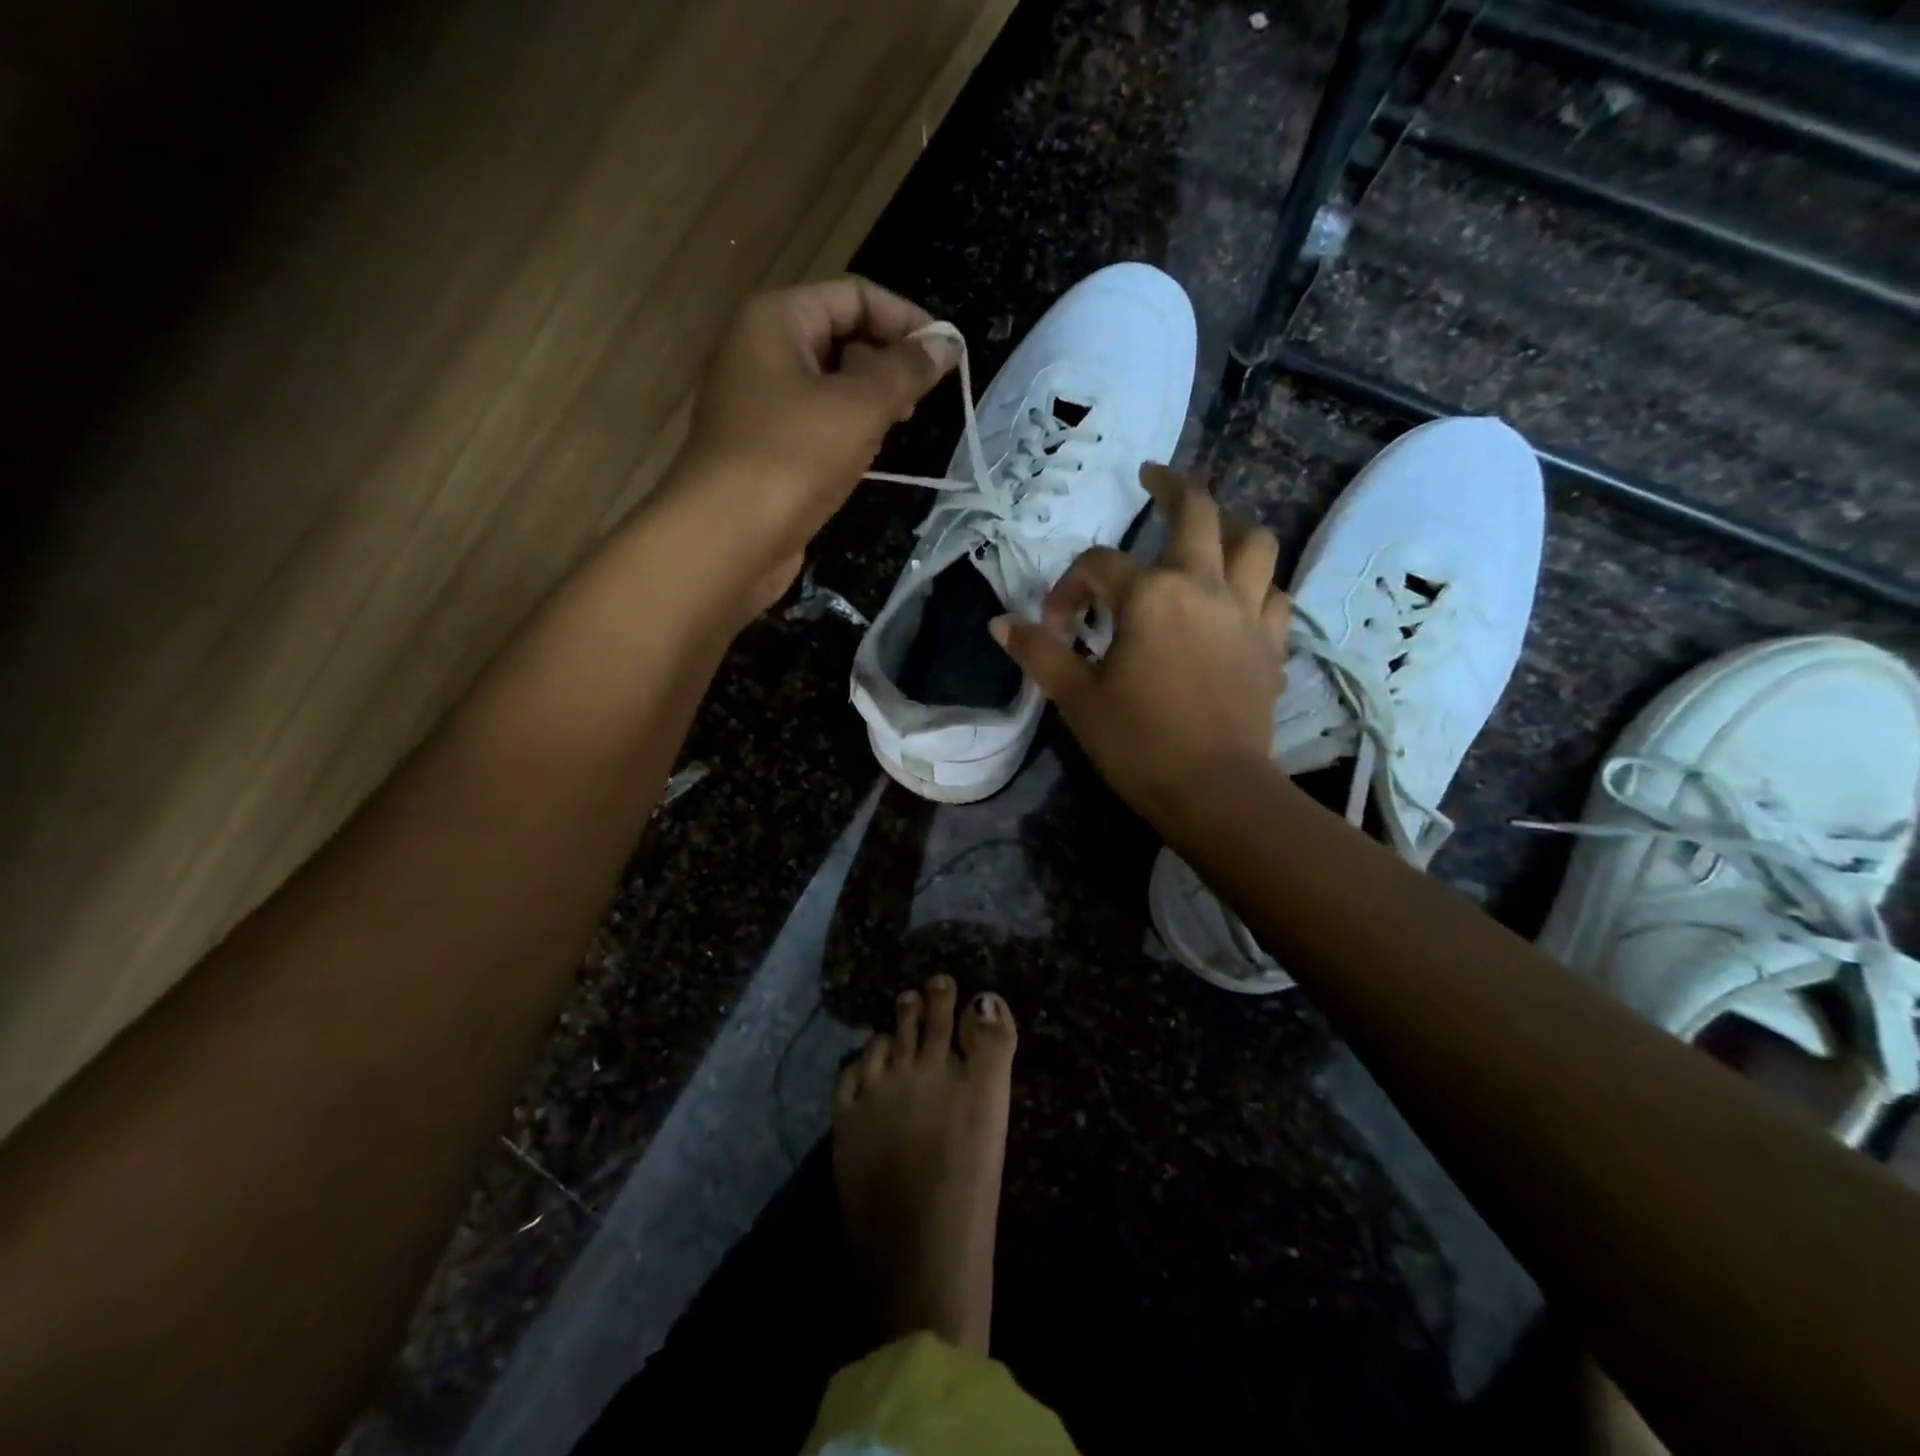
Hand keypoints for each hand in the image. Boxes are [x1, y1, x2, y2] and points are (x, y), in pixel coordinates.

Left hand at [670, 276, 959, 612]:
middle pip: (840, 337)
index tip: (946, 354)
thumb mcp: (859, 407)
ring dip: (868, 404)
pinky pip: (815, 425)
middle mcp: (761, 351)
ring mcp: (759, 404)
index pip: (853, 296)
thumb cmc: (792, 458)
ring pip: (830, 386)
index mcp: (776, 320)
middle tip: (917, 403)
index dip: (904, 318)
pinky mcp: (764, 449)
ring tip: (893, 432)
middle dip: (886, 364)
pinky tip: (863, 460)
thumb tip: (946, 343)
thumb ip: (906, 370)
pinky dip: (845, 435)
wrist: (727, 539)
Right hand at [990, 464, 1290, 827]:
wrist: (1214, 790)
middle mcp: (1204, 586)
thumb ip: (1040, 653)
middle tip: (1152, 478)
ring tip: (1210, 532)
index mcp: (1151, 594)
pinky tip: (1240, 598)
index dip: (1069, 588)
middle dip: (1172, 487)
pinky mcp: (1273, 645)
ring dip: (1230, 528)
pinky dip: (1258, 586)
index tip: (1053, 625)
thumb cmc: (1139, 742)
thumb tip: (1000, 624)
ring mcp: (1247, 612)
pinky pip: (1275, 595)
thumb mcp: (1076, 698)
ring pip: (1255, 543)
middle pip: (1199, 512)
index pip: (1099, 567)